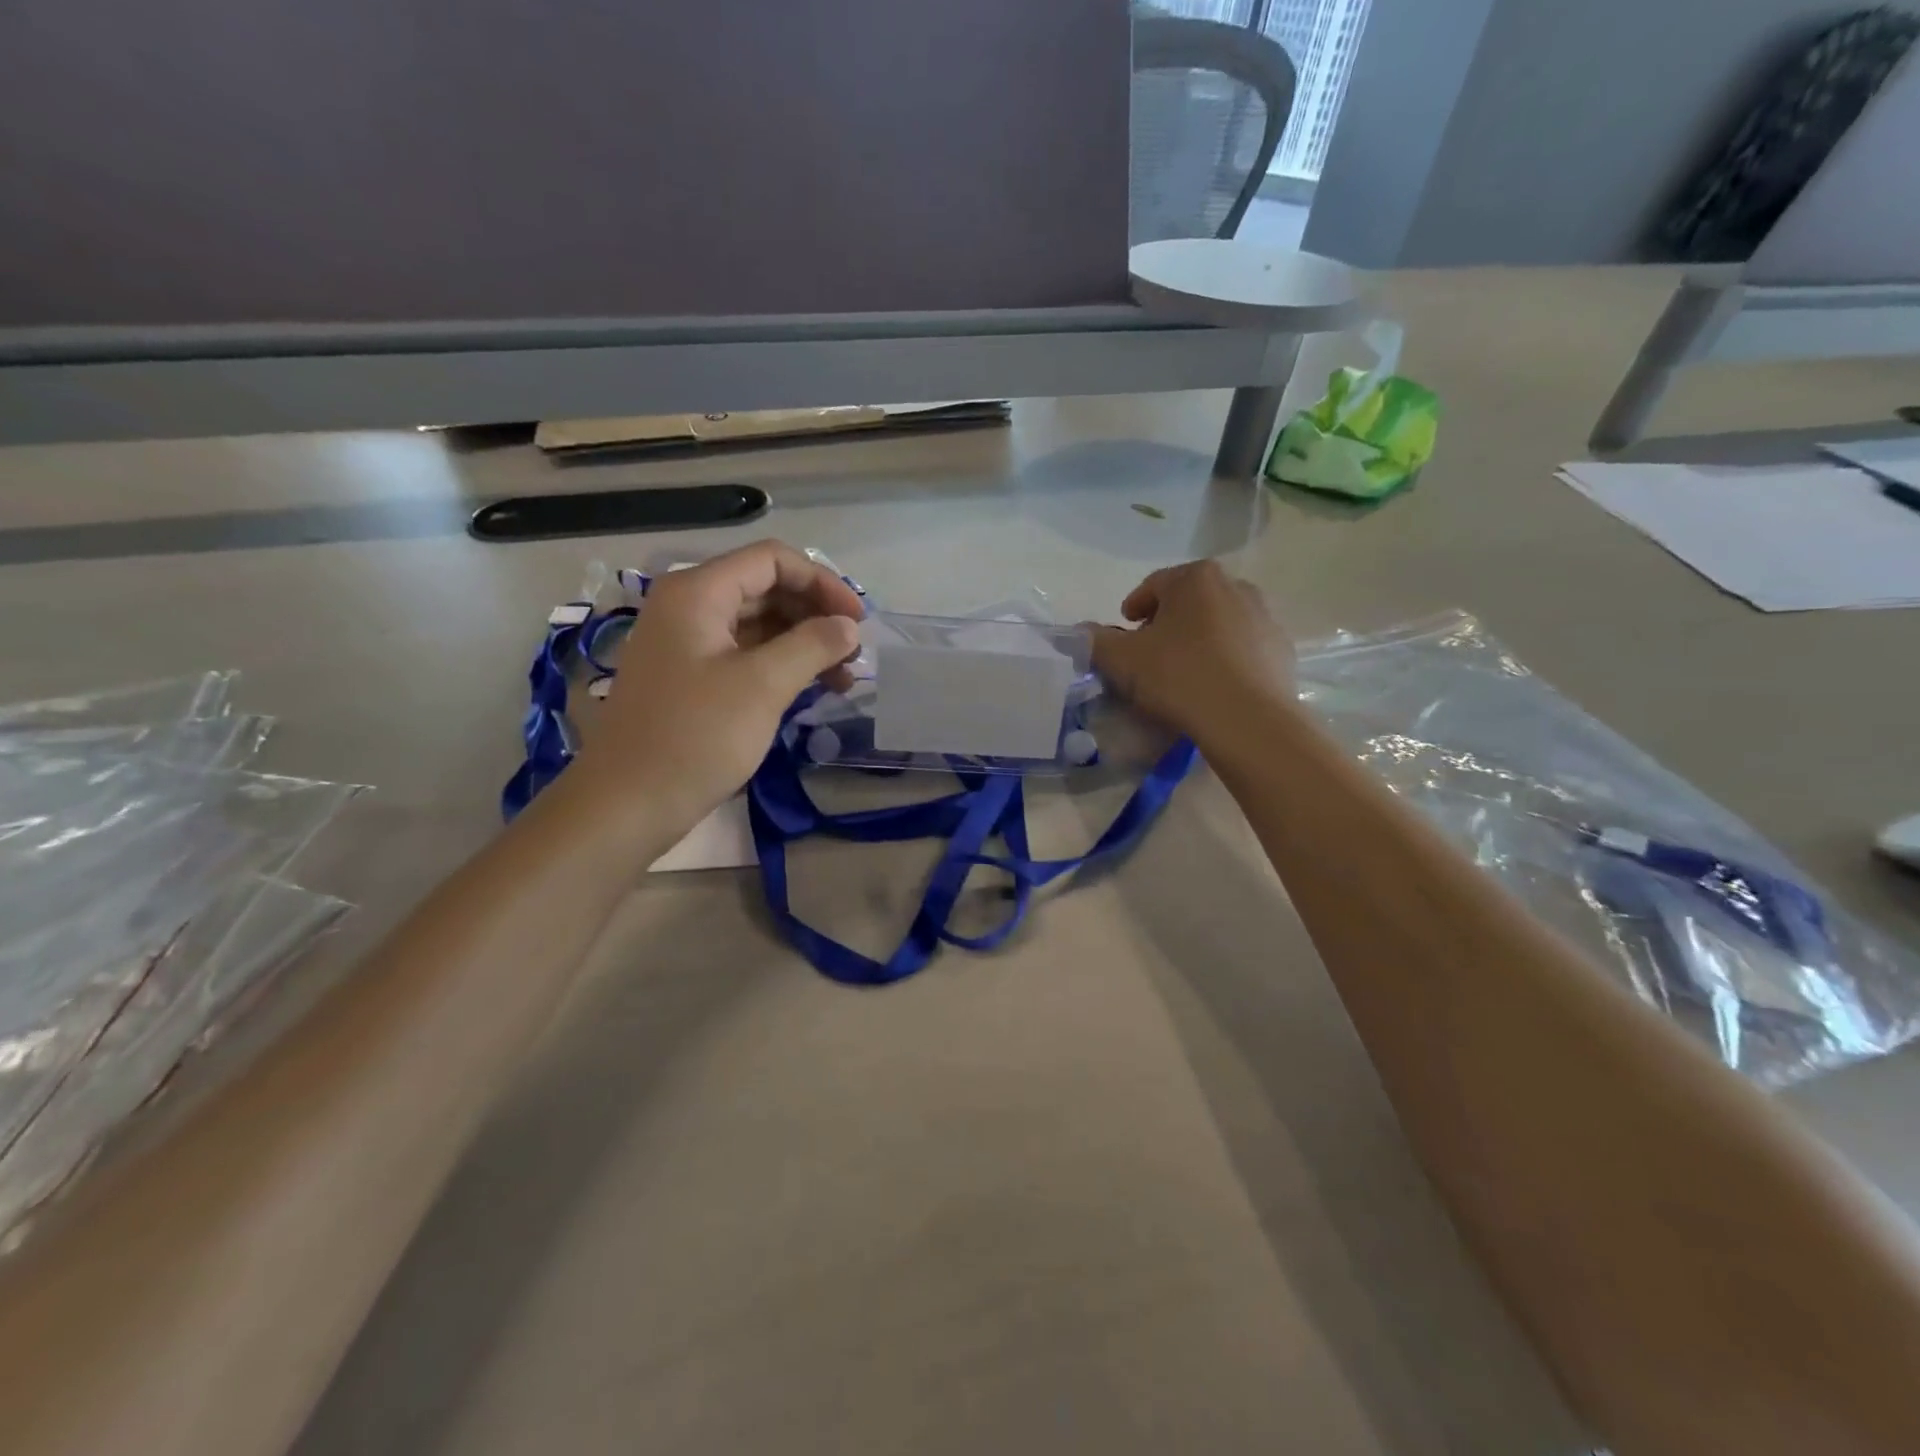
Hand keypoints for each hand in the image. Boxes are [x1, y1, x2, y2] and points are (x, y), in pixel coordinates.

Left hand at [571, 540, 861, 831]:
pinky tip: (812, 690)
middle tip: (855, 653)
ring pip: (759, 625)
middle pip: (766, 589)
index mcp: (699, 593)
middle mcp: (689, 607)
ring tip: (844, 678)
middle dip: (816, 615)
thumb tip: (849, 626)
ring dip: (804, 643)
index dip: (823, 582)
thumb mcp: (763, 686)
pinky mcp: (691, 679)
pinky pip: (745, 655)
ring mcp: (688, 644)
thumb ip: (813, 645)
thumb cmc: (696, 736)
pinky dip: (782, 665)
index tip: (858, 621)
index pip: (772, 560)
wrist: (627, 803)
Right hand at [1089, 561, 1293, 745]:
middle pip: (1189, 601)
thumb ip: (1095, 641)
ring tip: (1182, 673)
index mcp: (1195, 578)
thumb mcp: (1122, 660)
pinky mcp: (1281, 649)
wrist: (1247, 719)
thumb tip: (1080, 632)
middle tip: (1149, 654)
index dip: (1133, 609)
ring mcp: (1264, 617)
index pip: (1154, 585)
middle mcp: (1235, 586)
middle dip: (1167, 623)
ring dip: (1197, 640)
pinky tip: (1213, 687)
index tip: (1124, 631)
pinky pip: (1242, 648)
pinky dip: (1225, 660)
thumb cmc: (1178, 676)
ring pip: (1218, 623)